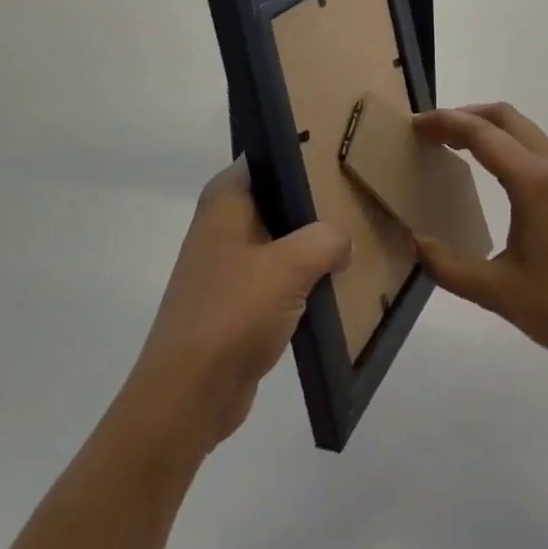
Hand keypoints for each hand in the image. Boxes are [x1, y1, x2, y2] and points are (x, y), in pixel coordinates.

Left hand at [126, 160, 351, 451]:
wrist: (188, 395)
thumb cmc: (233, 312)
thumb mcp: (290, 266)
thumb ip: (325, 240)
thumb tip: (344, 240)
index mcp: (226, 198)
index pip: (269, 155)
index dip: (304, 153)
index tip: (343, 153)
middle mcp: (223, 222)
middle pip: (278, 198)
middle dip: (316, 203)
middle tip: (359, 196)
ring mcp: (228, 263)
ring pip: (281, 240)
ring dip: (312, 246)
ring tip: (358, 238)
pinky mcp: (236, 302)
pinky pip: (278, 278)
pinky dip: (303, 281)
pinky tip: (337, 285)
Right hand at [413, 103, 547, 388]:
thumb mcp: (499, 293)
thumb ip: (448, 265)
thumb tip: (413, 241)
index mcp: (533, 180)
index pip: (479, 132)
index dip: (443, 122)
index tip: (413, 126)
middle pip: (504, 116)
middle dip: (464, 116)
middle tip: (431, 133)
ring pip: (524, 129)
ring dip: (488, 128)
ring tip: (455, 147)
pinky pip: (538, 147)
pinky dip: (508, 144)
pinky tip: (495, 173)